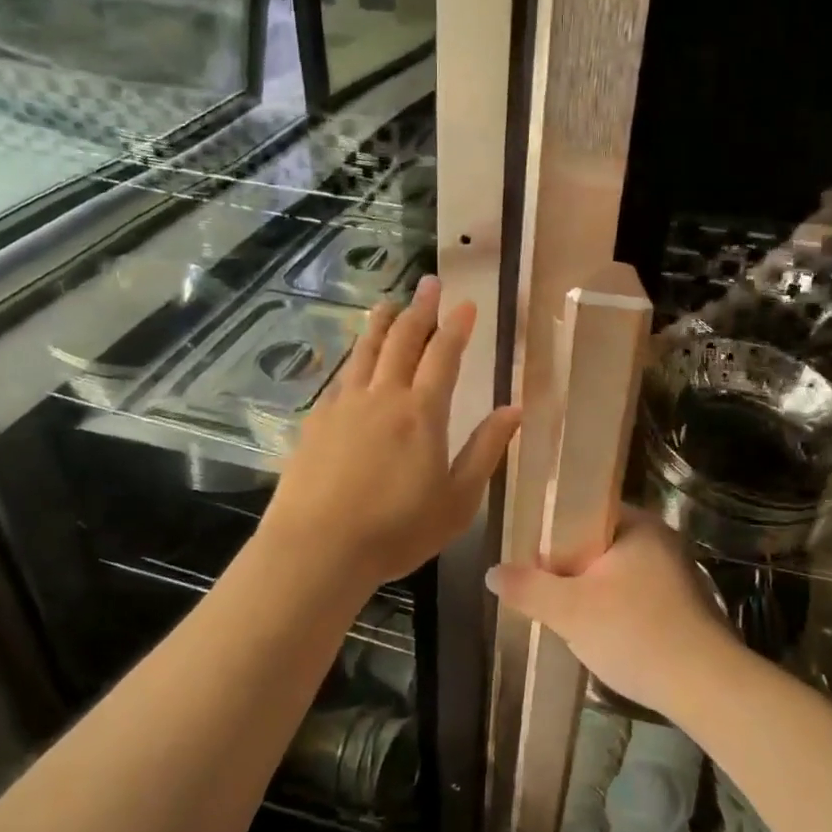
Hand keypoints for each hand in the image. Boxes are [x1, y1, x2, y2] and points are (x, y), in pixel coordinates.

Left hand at [263, 276, 520, 590]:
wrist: (317, 548)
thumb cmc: (397, 530)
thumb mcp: (458, 500)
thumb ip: (486, 450)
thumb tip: (515, 409)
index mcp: (422, 413)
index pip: (444, 356)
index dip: (457, 326)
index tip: (467, 303)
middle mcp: (383, 396)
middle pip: (403, 340)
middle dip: (420, 309)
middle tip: (430, 283)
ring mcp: (345, 405)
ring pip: (366, 350)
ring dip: (381, 323)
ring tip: (389, 303)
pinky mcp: (316, 421)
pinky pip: (341, 377)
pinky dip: (354, 359)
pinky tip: (355, 362)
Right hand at [488, 512, 742, 719]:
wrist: (707, 687)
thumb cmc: (635, 633)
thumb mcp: (569, 611)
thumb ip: (528, 588)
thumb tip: (493, 571)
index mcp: (638, 524)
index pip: (586, 510)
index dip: (554, 531)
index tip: (531, 557)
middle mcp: (661, 540)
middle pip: (599, 544)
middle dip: (570, 568)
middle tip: (542, 590)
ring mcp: (677, 574)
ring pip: (618, 574)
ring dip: (593, 592)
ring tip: (566, 616)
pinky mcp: (685, 606)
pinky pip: (637, 596)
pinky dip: (616, 610)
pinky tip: (603, 636)